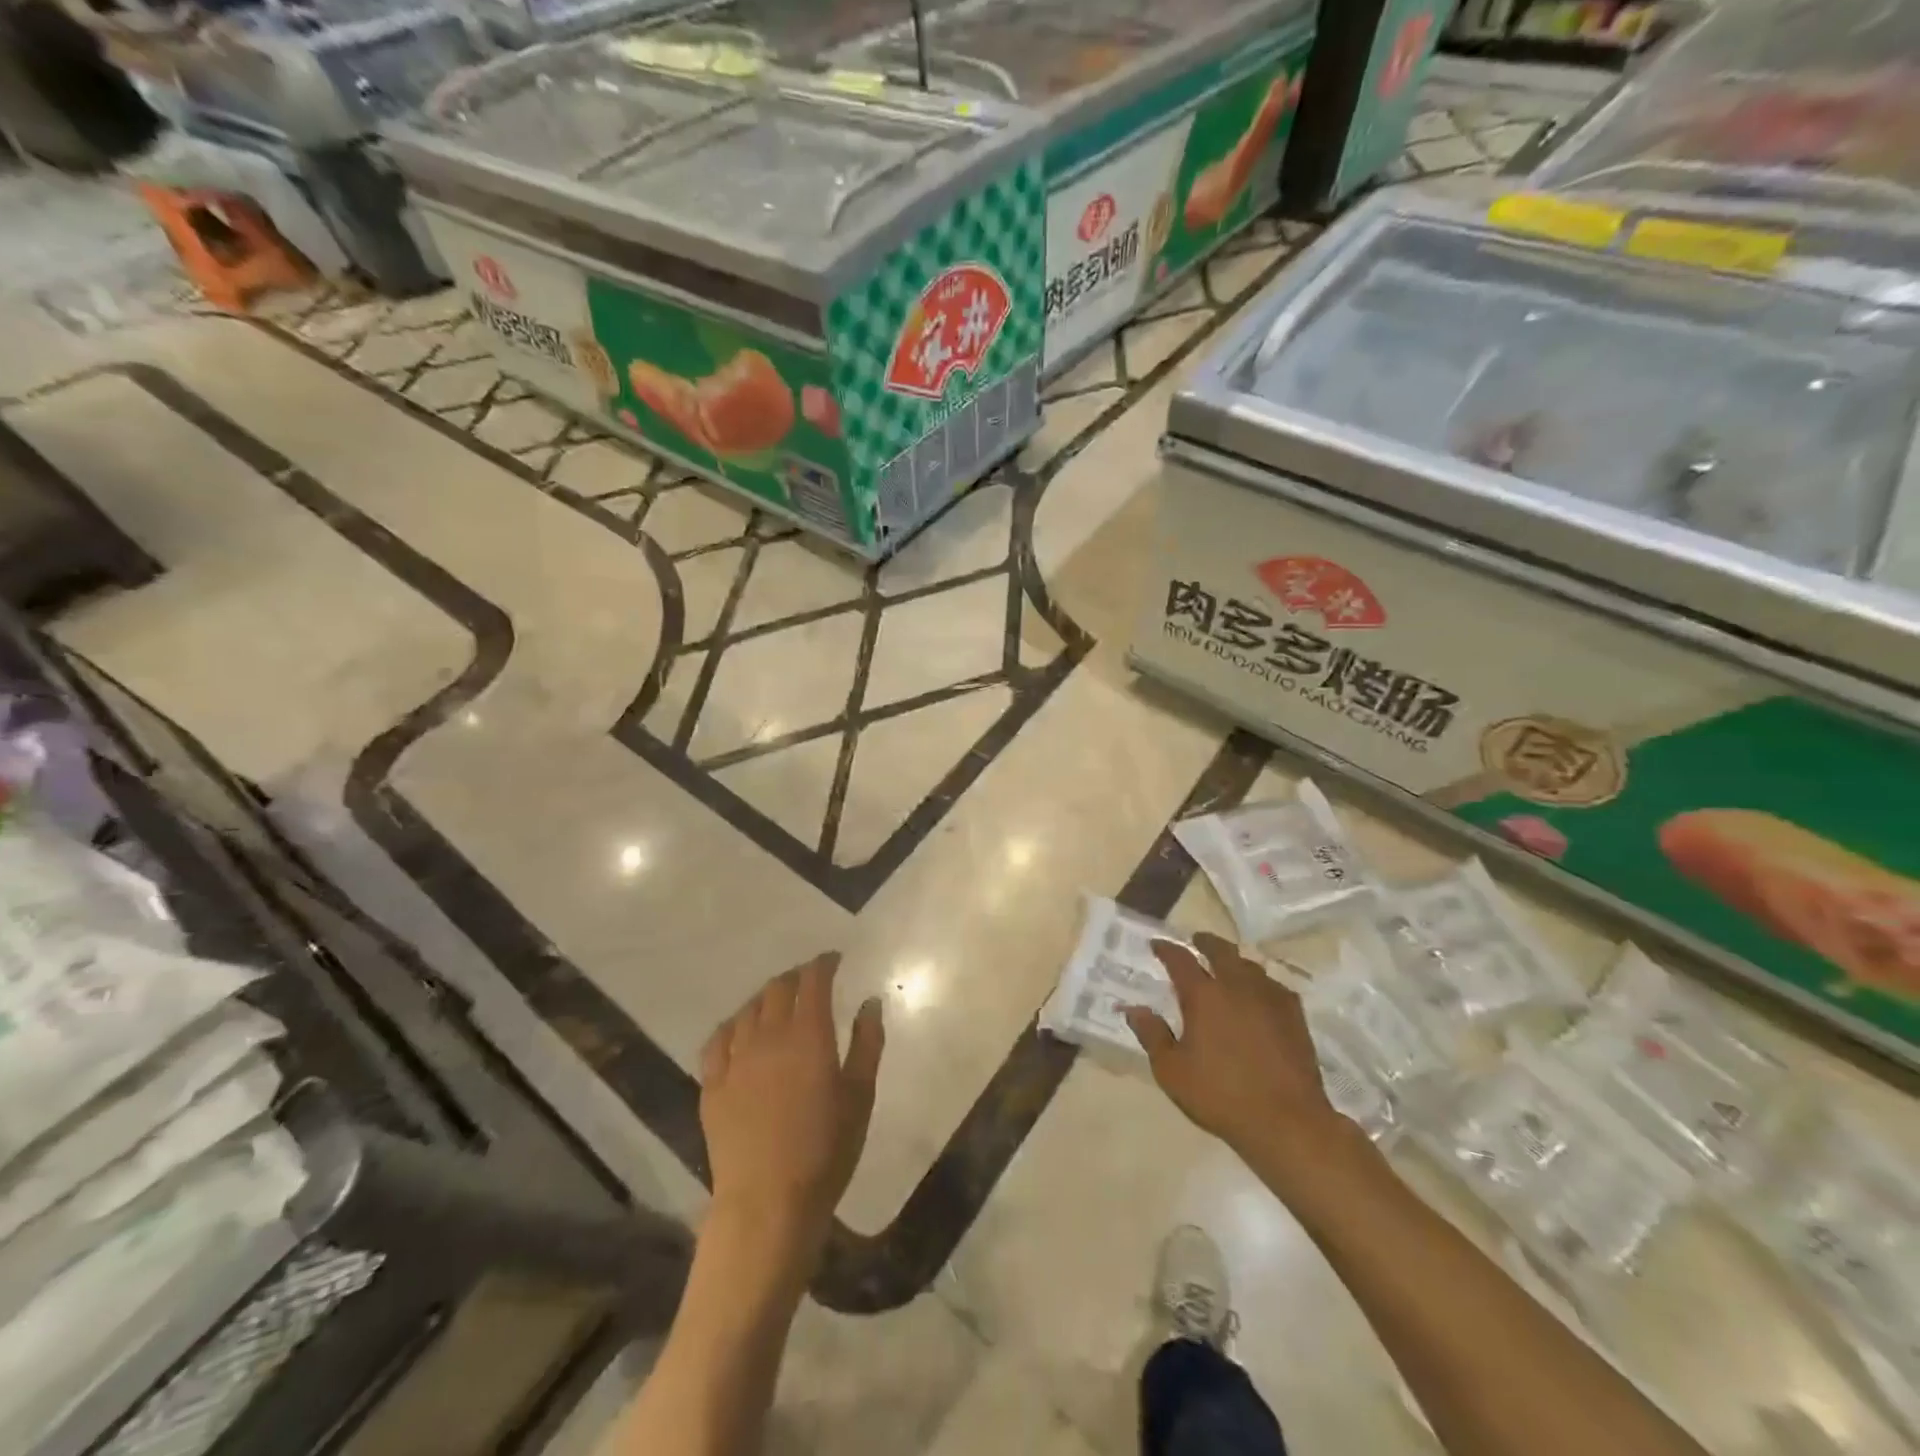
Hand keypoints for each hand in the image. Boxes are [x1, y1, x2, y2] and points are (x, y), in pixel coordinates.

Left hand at [700, 953, 883, 1259]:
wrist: (768, 1202)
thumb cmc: (826, 1150)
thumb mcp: (860, 1096)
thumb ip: (867, 1043)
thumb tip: (869, 1002)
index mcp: (808, 1034)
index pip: (813, 980)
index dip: (823, 963)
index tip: (834, 960)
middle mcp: (769, 1035)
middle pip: (778, 988)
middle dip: (796, 977)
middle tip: (810, 981)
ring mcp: (735, 1059)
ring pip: (747, 1009)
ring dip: (765, 998)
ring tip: (777, 1003)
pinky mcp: (712, 1085)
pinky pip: (718, 1040)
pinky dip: (733, 1026)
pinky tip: (739, 1031)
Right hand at [1124, 931, 1346, 1162]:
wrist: (1287, 1121)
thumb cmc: (1221, 1096)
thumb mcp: (1172, 1071)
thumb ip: (1152, 1035)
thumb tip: (1134, 1009)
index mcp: (1204, 995)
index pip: (1180, 959)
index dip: (1166, 948)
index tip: (1156, 944)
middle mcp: (1237, 986)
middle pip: (1221, 950)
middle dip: (1206, 942)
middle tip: (1196, 941)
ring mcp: (1270, 999)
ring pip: (1250, 965)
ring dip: (1234, 961)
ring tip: (1227, 967)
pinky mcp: (1294, 1016)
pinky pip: (1274, 986)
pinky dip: (1261, 983)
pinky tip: (1259, 996)